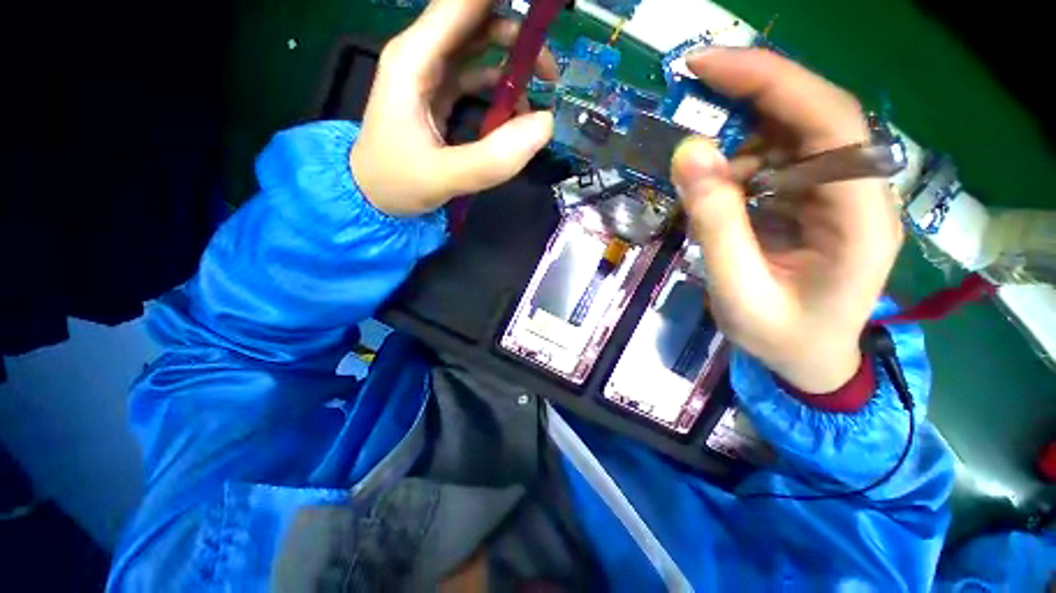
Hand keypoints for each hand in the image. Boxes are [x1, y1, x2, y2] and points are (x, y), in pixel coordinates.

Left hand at [351, 0, 557, 216]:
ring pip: (480, 41)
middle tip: (550, 66)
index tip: (543, 11)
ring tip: (544, 84)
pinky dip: (502, 85)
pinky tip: (518, 110)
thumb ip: (493, 157)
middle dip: (517, 30)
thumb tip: (545, 123)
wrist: (372, 196)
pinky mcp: (441, 93)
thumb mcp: (443, 177)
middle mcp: (423, 54)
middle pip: (476, 16)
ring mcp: (432, 73)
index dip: (502, 2)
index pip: (462, 4)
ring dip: (514, 56)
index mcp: (415, 59)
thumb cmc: (397, 182)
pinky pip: (478, 74)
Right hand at [671, 49, 902, 393]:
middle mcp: (860, 191)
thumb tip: (688, 154)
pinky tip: (718, 192)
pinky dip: (739, 165)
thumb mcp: (738, 290)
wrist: (808, 359)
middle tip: (690, 89)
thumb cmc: (780, 337)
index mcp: (860, 217)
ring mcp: (839, 193)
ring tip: (700, 176)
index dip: (769, 81)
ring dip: (738, 140)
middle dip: (750, 94)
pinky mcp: (816, 200)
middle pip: (813, 115)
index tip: (706, 66)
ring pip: (792, 136)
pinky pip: (778, 162)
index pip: (829, 120)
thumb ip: (716, 224)